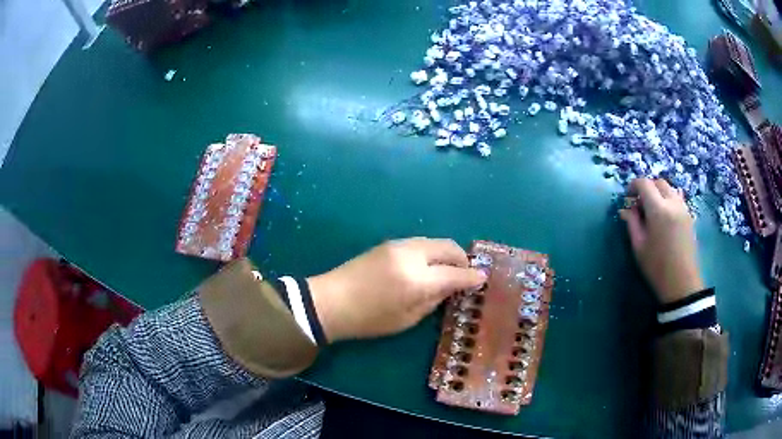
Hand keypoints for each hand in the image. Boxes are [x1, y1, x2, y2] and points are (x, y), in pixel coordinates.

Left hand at [307, 238, 486, 341]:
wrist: (330, 301)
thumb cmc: (369, 319)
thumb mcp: (407, 318)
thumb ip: (433, 299)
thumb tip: (450, 287)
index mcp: (418, 280)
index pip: (455, 273)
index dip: (472, 277)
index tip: (483, 279)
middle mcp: (412, 255)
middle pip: (448, 247)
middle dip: (462, 259)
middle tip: (466, 274)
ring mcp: (399, 245)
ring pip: (434, 241)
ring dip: (446, 253)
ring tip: (448, 269)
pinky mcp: (388, 243)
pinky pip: (420, 243)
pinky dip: (431, 252)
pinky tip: (428, 265)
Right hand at [620, 178, 703, 304]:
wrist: (681, 283)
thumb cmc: (657, 267)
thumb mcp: (639, 246)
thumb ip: (632, 223)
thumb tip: (625, 209)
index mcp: (658, 209)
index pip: (644, 184)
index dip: (633, 186)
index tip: (627, 197)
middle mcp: (673, 203)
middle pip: (658, 182)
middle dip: (647, 187)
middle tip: (639, 204)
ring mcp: (683, 208)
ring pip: (669, 188)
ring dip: (658, 192)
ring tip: (652, 210)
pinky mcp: (689, 216)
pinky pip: (677, 198)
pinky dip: (668, 199)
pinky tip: (664, 216)